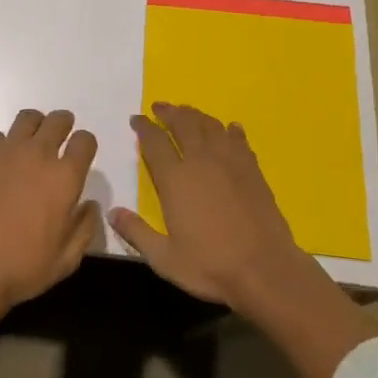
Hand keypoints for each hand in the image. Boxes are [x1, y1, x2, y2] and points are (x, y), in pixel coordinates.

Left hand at [0, 110, 99, 377]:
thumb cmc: (24, 268)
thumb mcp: (67, 259)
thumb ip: (85, 228)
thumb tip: (89, 204)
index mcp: (65, 178)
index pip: (85, 140)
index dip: (85, 145)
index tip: (80, 155)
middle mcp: (39, 155)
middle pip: (58, 120)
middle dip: (63, 126)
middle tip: (57, 140)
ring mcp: (7, 151)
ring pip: (27, 118)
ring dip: (34, 126)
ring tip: (28, 145)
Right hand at [111, 102, 377, 377]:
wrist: (265, 270)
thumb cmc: (210, 266)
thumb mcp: (164, 258)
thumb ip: (136, 232)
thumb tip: (112, 212)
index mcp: (175, 179)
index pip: (154, 142)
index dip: (143, 128)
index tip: (136, 119)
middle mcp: (201, 162)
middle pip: (183, 124)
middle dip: (169, 112)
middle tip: (160, 107)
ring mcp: (230, 163)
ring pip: (210, 126)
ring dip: (196, 115)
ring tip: (188, 112)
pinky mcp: (253, 170)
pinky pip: (238, 140)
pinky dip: (230, 130)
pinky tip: (229, 129)